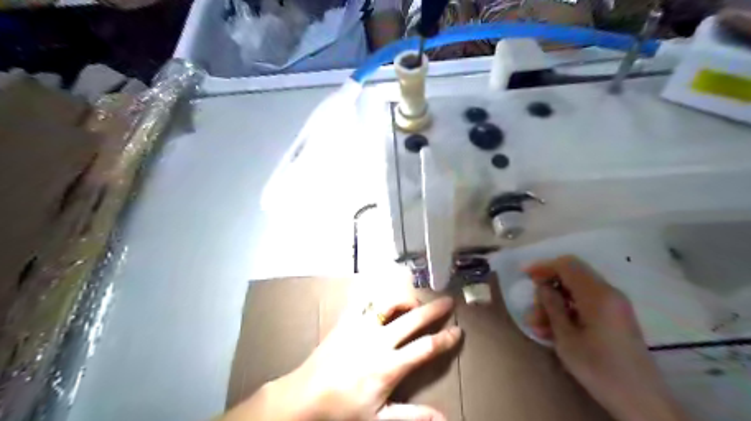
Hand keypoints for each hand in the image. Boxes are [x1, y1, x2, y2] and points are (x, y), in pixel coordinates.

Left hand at [221, 285, 460, 420]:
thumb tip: (442, 418)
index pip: (426, 348)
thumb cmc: (342, 410)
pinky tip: (382, 296)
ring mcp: (361, 327)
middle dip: (434, 310)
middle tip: (448, 301)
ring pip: (390, 303)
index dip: (446, 339)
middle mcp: (379, 341)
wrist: (305, 397)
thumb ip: (412, 416)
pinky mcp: (346, 321)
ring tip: (415, 301)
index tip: (458, 331)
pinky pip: (363, 301)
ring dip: (406, 299)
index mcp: (389, 366)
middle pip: (414, 320)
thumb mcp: (378, 418)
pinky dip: (375, 295)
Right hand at [524, 254, 684, 420]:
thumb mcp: (566, 338)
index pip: (567, 265)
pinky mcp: (615, 317)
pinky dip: (568, 311)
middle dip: (548, 288)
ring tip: (537, 325)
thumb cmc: (599, 368)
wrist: (642, 401)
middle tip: (532, 307)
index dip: (543, 266)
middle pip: (572, 276)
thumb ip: (552, 307)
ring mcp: (614, 305)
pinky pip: (586, 304)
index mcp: (598, 295)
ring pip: (576, 291)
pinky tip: (552, 330)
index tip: (524, 276)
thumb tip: (542, 287)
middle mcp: (609, 293)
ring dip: (555, 303)